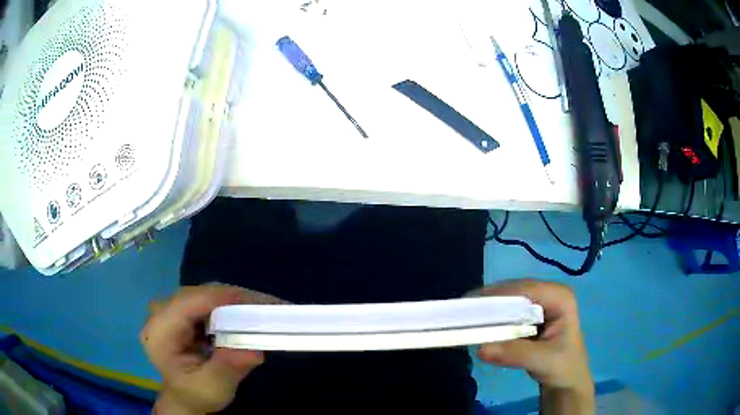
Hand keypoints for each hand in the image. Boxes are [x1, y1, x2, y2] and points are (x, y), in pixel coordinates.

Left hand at [141, 284, 284, 414]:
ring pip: (206, 293)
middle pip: (200, 294)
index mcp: (160, 331)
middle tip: (271, 307)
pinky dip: (230, 305)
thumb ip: (228, 368)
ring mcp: (170, 308)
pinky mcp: (182, 309)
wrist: (186, 396)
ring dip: (235, 300)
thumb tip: (255, 350)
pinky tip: (248, 313)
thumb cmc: (196, 394)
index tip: (260, 304)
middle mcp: (161, 312)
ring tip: (265, 309)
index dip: (224, 299)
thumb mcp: (213, 388)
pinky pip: (208, 299)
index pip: (190, 303)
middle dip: (235, 299)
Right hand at [474, 279, 592, 394]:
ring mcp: (540, 303)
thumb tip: (481, 348)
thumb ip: (516, 354)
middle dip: (490, 302)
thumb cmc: (563, 368)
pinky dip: (493, 318)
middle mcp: (549, 293)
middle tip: (461, 313)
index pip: (526, 290)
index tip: (470, 305)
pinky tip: (479, 325)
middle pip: (515, 291)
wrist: (567, 380)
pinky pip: (508, 311)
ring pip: (509, 299)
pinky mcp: (530, 315)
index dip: (499, 296)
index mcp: (560, 297)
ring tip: (465, 317)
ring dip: (488, 309)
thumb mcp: (543, 362)